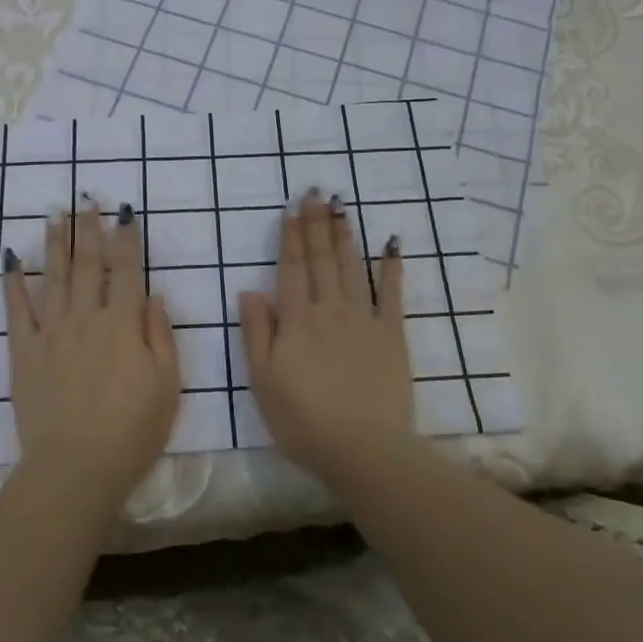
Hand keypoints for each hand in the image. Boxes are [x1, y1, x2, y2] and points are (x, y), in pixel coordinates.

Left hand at [3, 201, 180, 507]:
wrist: (76, 468)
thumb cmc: (132, 431)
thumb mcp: (167, 385)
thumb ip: (160, 335)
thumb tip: (152, 295)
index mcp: (122, 324)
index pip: (125, 270)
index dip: (126, 238)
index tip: (123, 211)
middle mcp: (85, 318)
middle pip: (86, 264)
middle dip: (88, 229)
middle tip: (84, 199)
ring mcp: (51, 333)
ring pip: (53, 278)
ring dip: (55, 244)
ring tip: (55, 215)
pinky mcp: (24, 353)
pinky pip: (17, 311)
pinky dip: (14, 284)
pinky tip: (12, 262)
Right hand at [239, 193, 416, 484]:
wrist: (363, 449)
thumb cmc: (303, 421)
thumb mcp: (262, 381)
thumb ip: (257, 332)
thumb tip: (250, 290)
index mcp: (297, 320)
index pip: (291, 268)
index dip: (290, 236)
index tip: (291, 208)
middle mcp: (330, 309)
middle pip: (322, 259)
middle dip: (316, 224)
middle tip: (316, 192)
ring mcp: (364, 319)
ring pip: (352, 267)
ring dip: (345, 235)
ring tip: (341, 206)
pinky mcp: (392, 335)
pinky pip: (392, 294)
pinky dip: (392, 268)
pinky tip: (392, 245)